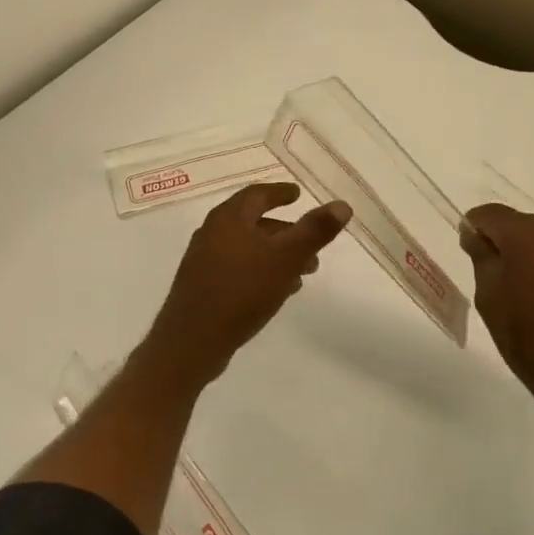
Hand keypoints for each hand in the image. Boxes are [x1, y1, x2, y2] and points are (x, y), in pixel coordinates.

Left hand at [141, 182, 350, 386]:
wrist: (191, 342)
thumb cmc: (241, 291)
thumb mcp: (285, 259)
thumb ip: (314, 231)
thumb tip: (342, 205)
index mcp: (228, 218)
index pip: (257, 194)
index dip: (280, 193)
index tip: (297, 194)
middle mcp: (212, 232)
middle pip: (253, 222)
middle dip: (285, 231)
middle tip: (311, 243)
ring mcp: (203, 260)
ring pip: (247, 247)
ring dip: (275, 254)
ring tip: (303, 273)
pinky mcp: (202, 286)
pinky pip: (237, 268)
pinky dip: (260, 270)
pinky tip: (277, 292)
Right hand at [461, 204, 533, 424]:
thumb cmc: (528, 337)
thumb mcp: (489, 298)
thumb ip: (481, 257)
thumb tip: (476, 235)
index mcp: (526, 235)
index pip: (491, 214)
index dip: (475, 226)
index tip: (470, 247)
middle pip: (524, 224)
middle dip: (509, 241)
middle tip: (500, 275)